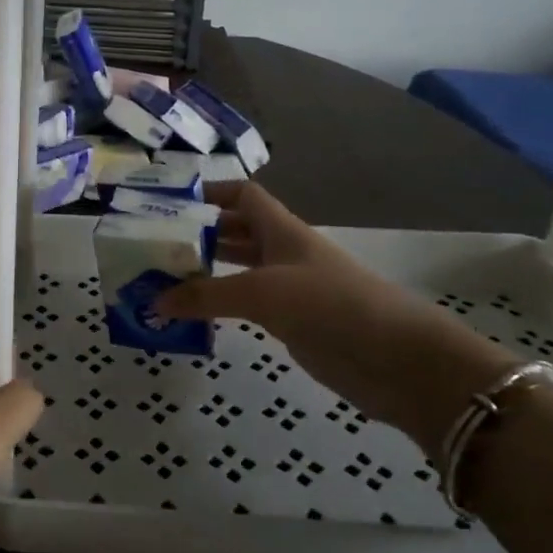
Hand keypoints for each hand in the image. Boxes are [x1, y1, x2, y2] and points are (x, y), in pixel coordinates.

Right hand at [153, 182, 517, 458]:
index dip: (212, 192)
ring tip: (165, 279)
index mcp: (282, 230)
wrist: (397, 360)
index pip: (244, 195)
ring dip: (207, 272)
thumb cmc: (330, 306)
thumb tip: (155, 301)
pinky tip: (196, 315)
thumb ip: (207, 295)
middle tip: (156, 246)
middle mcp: (284, 253)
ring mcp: (290, 288)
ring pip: (240, 270)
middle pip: (237, 231)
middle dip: (200, 234)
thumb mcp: (262, 293)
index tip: (172, 202)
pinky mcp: (294, 322)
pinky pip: (247, 305)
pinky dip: (221, 305)